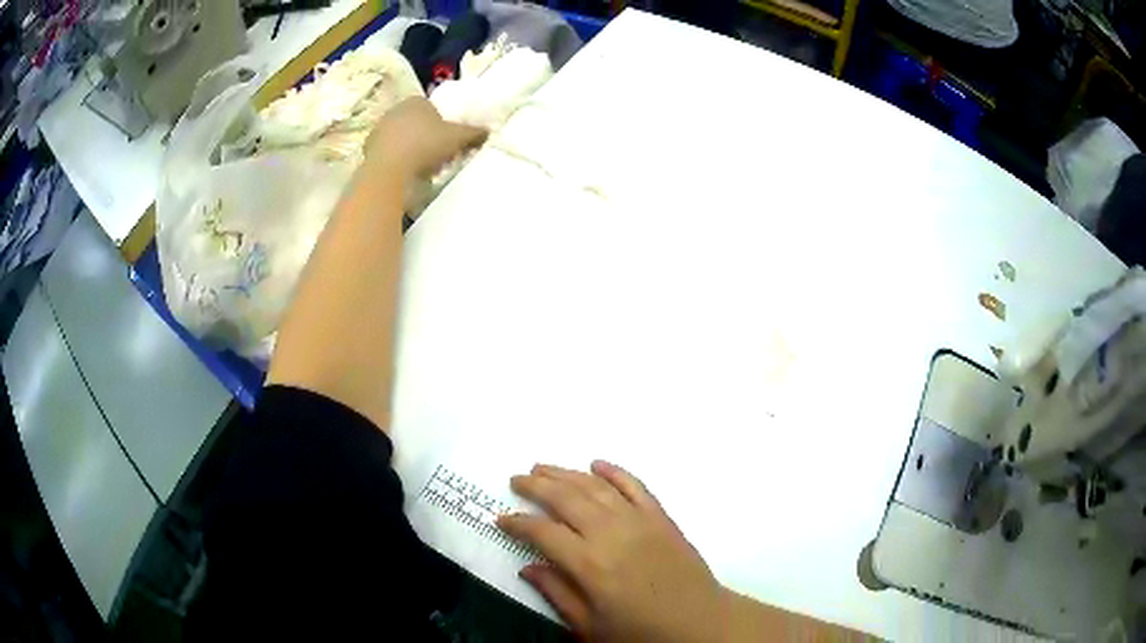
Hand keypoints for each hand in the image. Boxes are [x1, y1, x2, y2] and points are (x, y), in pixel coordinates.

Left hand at [364, 97, 485, 178]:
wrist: (390, 171)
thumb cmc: (426, 145)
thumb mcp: (458, 137)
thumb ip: (474, 132)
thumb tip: (488, 131)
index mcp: (416, 101)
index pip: (431, 107)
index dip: (441, 122)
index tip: (448, 139)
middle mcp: (395, 110)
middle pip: (415, 122)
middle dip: (425, 135)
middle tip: (437, 153)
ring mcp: (379, 130)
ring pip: (401, 138)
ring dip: (410, 149)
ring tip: (422, 167)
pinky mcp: (368, 150)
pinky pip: (389, 153)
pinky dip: (397, 161)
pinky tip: (405, 173)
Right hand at [498, 461, 726, 641]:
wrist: (700, 623)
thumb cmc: (641, 632)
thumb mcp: (590, 626)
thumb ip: (557, 594)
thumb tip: (528, 567)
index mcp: (589, 565)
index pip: (542, 533)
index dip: (518, 524)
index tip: (502, 519)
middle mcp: (611, 534)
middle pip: (565, 499)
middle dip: (535, 486)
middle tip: (516, 479)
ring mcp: (639, 521)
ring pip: (595, 487)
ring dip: (566, 473)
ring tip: (543, 467)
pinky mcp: (661, 517)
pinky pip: (635, 486)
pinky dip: (614, 471)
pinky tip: (597, 464)